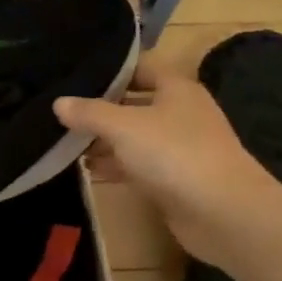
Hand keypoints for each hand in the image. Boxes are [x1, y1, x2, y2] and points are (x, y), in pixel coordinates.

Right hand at [54, 54, 281, 265]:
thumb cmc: (174, 154)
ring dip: (106, 140)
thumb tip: (58, 103)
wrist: (223, 213)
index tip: (77, 74)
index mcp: (177, 89)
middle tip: (63, 111)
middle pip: (135, 103)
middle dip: (102, 108)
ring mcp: (180, 148)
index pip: (141, 67)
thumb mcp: (124, 127)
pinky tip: (88, 170)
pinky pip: (139, 165)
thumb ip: (89, 113)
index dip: (112, 68)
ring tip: (67, 142)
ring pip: (135, 137)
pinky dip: (116, 166)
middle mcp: (181, 113)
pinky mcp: (175, 179)